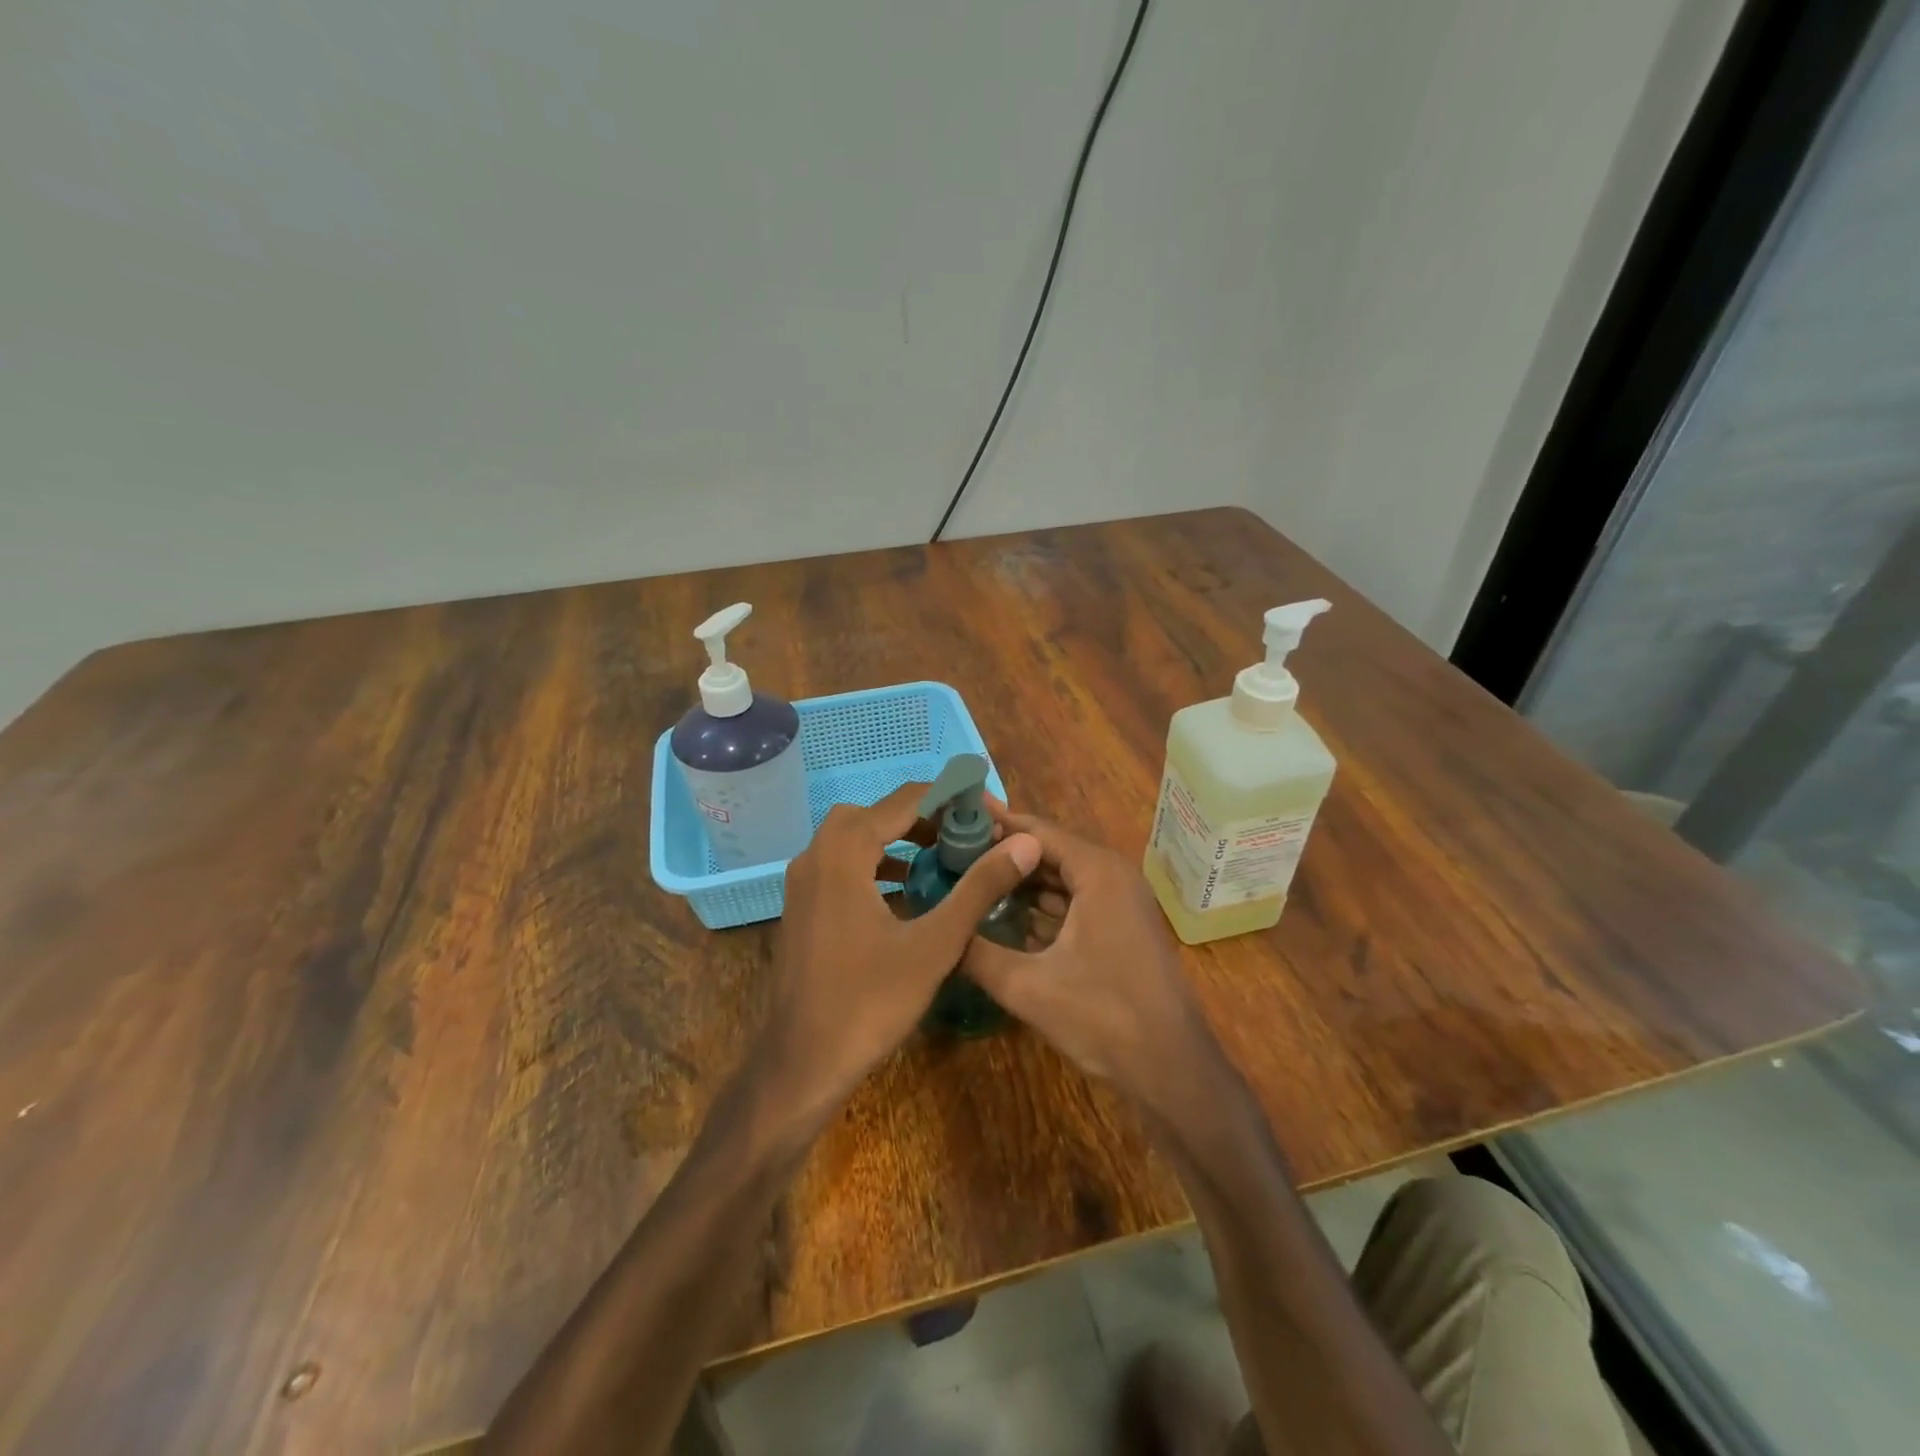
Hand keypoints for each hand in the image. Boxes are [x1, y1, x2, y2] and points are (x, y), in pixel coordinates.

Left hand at [755, 783, 1040, 1119]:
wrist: (801, 1063)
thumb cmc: (869, 1002)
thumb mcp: (935, 944)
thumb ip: (978, 888)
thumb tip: (1024, 844)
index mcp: (844, 852)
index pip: (906, 800)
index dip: (951, 798)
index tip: (989, 812)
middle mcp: (816, 855)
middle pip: (876, 812)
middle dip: (923, 816)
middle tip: (964, 835)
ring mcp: (803, 882)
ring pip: (854, 838)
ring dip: (897, 839)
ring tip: (942, 857)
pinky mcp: (801, 907)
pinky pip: (842, 865)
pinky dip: (875, 865)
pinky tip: (905, 894)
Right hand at [960, 807, 1216, 1106]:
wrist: (1171, 1069)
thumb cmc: (1103, 1017)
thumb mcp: (1027, 986)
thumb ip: (976, 952)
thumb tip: (936, 929)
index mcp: (1097, 872)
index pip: (1035, 831)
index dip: (993, 824)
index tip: (953, 819)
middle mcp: (1112, 874)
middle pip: (1047, 851)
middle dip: (1002, 853)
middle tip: (950, 854)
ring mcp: (1120, 901)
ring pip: (1060, 878)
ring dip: (1020, 880)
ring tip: (968, 880)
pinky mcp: (1120, 926)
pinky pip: (1073, 901)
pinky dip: (1040, 905)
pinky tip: (1002, 915)